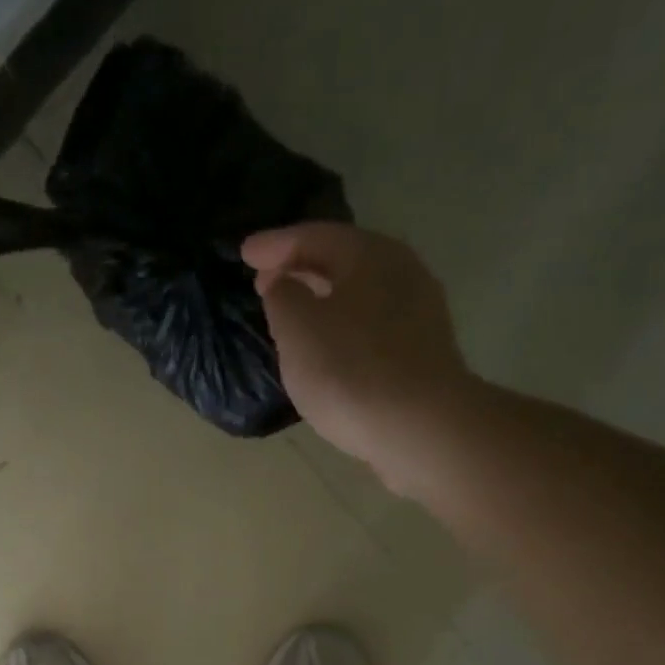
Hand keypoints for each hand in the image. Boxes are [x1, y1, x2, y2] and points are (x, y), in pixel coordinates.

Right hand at [242, 223, 473, 488]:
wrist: (420, 428)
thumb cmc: (350, 371)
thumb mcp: (298, 330)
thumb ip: (282, 297)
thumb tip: (282, 284)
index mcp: (370, 255)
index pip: (314, 236)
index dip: (275, 244)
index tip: (244, 253)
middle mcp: (401, 273)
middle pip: (342, 261)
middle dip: (300, 269)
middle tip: (265, 281)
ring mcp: (417, 314)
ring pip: (358, 295)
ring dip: (322, 300)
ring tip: (293, 316)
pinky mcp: (421, 353)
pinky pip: (370, 327)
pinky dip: (341, 327)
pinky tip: (326, 349)